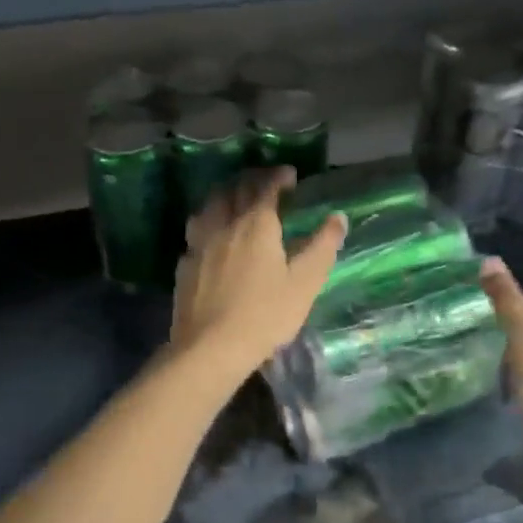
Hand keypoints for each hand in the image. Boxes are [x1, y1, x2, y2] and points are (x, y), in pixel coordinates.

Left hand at [172, 168, 345, 382]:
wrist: (211, 348)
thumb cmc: (265, 316)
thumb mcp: (304, 284)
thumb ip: (322, 247)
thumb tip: (338, 218)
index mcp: (256, 225)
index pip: (266, 187)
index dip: (278, 176)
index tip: (290, 175)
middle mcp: (224, 225)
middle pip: (234, 190)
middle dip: (251, 180)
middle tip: (265, 184)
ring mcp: (199, 244)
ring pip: (209, 206)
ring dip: (225, 197)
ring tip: (234, 202)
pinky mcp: (184, 266)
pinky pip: (195, 232)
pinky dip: (208, 224)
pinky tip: (211, 238)